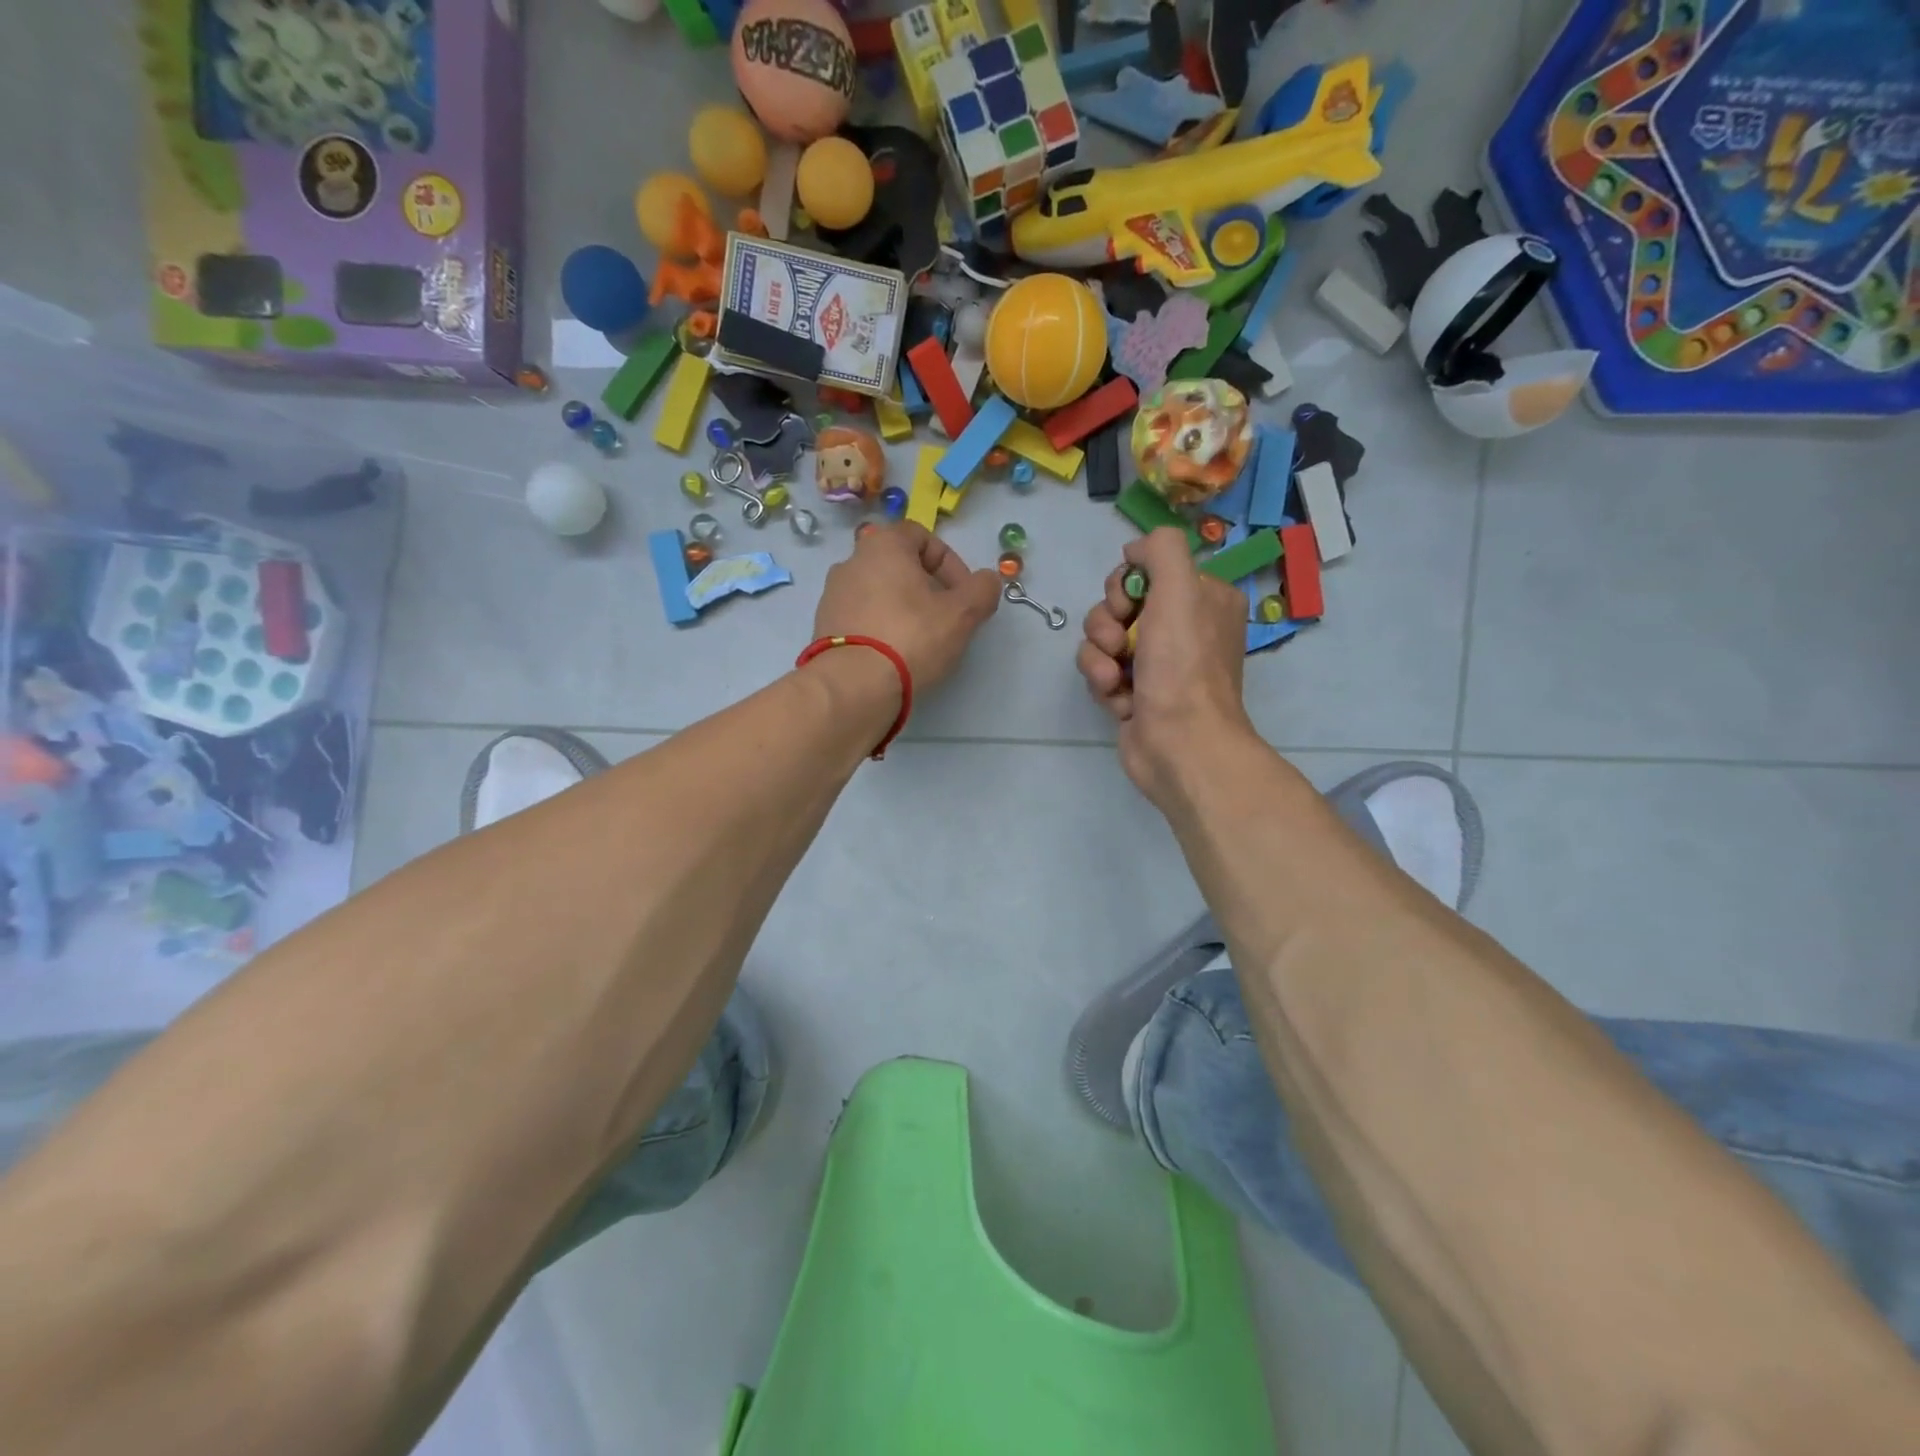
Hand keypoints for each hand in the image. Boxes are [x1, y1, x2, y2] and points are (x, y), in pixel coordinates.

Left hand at [814, 523, 1000, 691]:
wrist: (853, 685)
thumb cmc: (911, 638)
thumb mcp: (962, 614)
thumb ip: (982, 590)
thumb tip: (987, 581)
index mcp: (883, 545)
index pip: (924, 537)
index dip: (951, 563)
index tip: (963, 596)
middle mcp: (852, 561)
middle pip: (899, 566)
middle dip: (927, 588)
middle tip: (945, 618)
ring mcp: (833, 594)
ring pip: (879, 592)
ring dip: (903, 608)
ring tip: (921, 640)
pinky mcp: (824, 625)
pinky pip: (861, 617)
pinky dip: (880, 627)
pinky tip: (894, 654)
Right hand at [1078, 527, 1252, 803]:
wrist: (1179, 744)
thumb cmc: (1183, 666)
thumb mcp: (1180, 589)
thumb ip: (1160, 548)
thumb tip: (1134, 550)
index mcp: (1203, 600)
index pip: (1148, 572)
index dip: (1127, 584)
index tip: (1129, 603)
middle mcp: (1183, 629)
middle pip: (1119, 604)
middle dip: (1107, 622)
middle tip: (1119, 643)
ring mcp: (1157, 664)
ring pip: (1103, 638)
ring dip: (1098, 656)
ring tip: (1113, 677)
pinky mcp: (1135, 694)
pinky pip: (1101, 671)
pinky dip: (1102, 683)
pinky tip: (1117, 699)